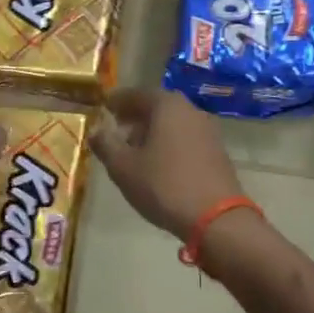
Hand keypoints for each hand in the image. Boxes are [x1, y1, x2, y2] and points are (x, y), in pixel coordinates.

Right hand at [89, 88, 246, 242]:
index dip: (117, 101)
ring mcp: (208, 131)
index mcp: (167, 106)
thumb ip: (106, 144)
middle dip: (135, 117)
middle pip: (157, 107)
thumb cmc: (164, 185)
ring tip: (133, 150)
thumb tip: (96, 130)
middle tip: (116, 129)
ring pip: (172, 124)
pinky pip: (186, 139)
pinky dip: (169, 144)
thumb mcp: (124, 167)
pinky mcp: (217, 152)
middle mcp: (191, 110)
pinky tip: (158, 164)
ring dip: (152, 132)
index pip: (137, 94)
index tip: (104, 107)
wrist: (216, 218)